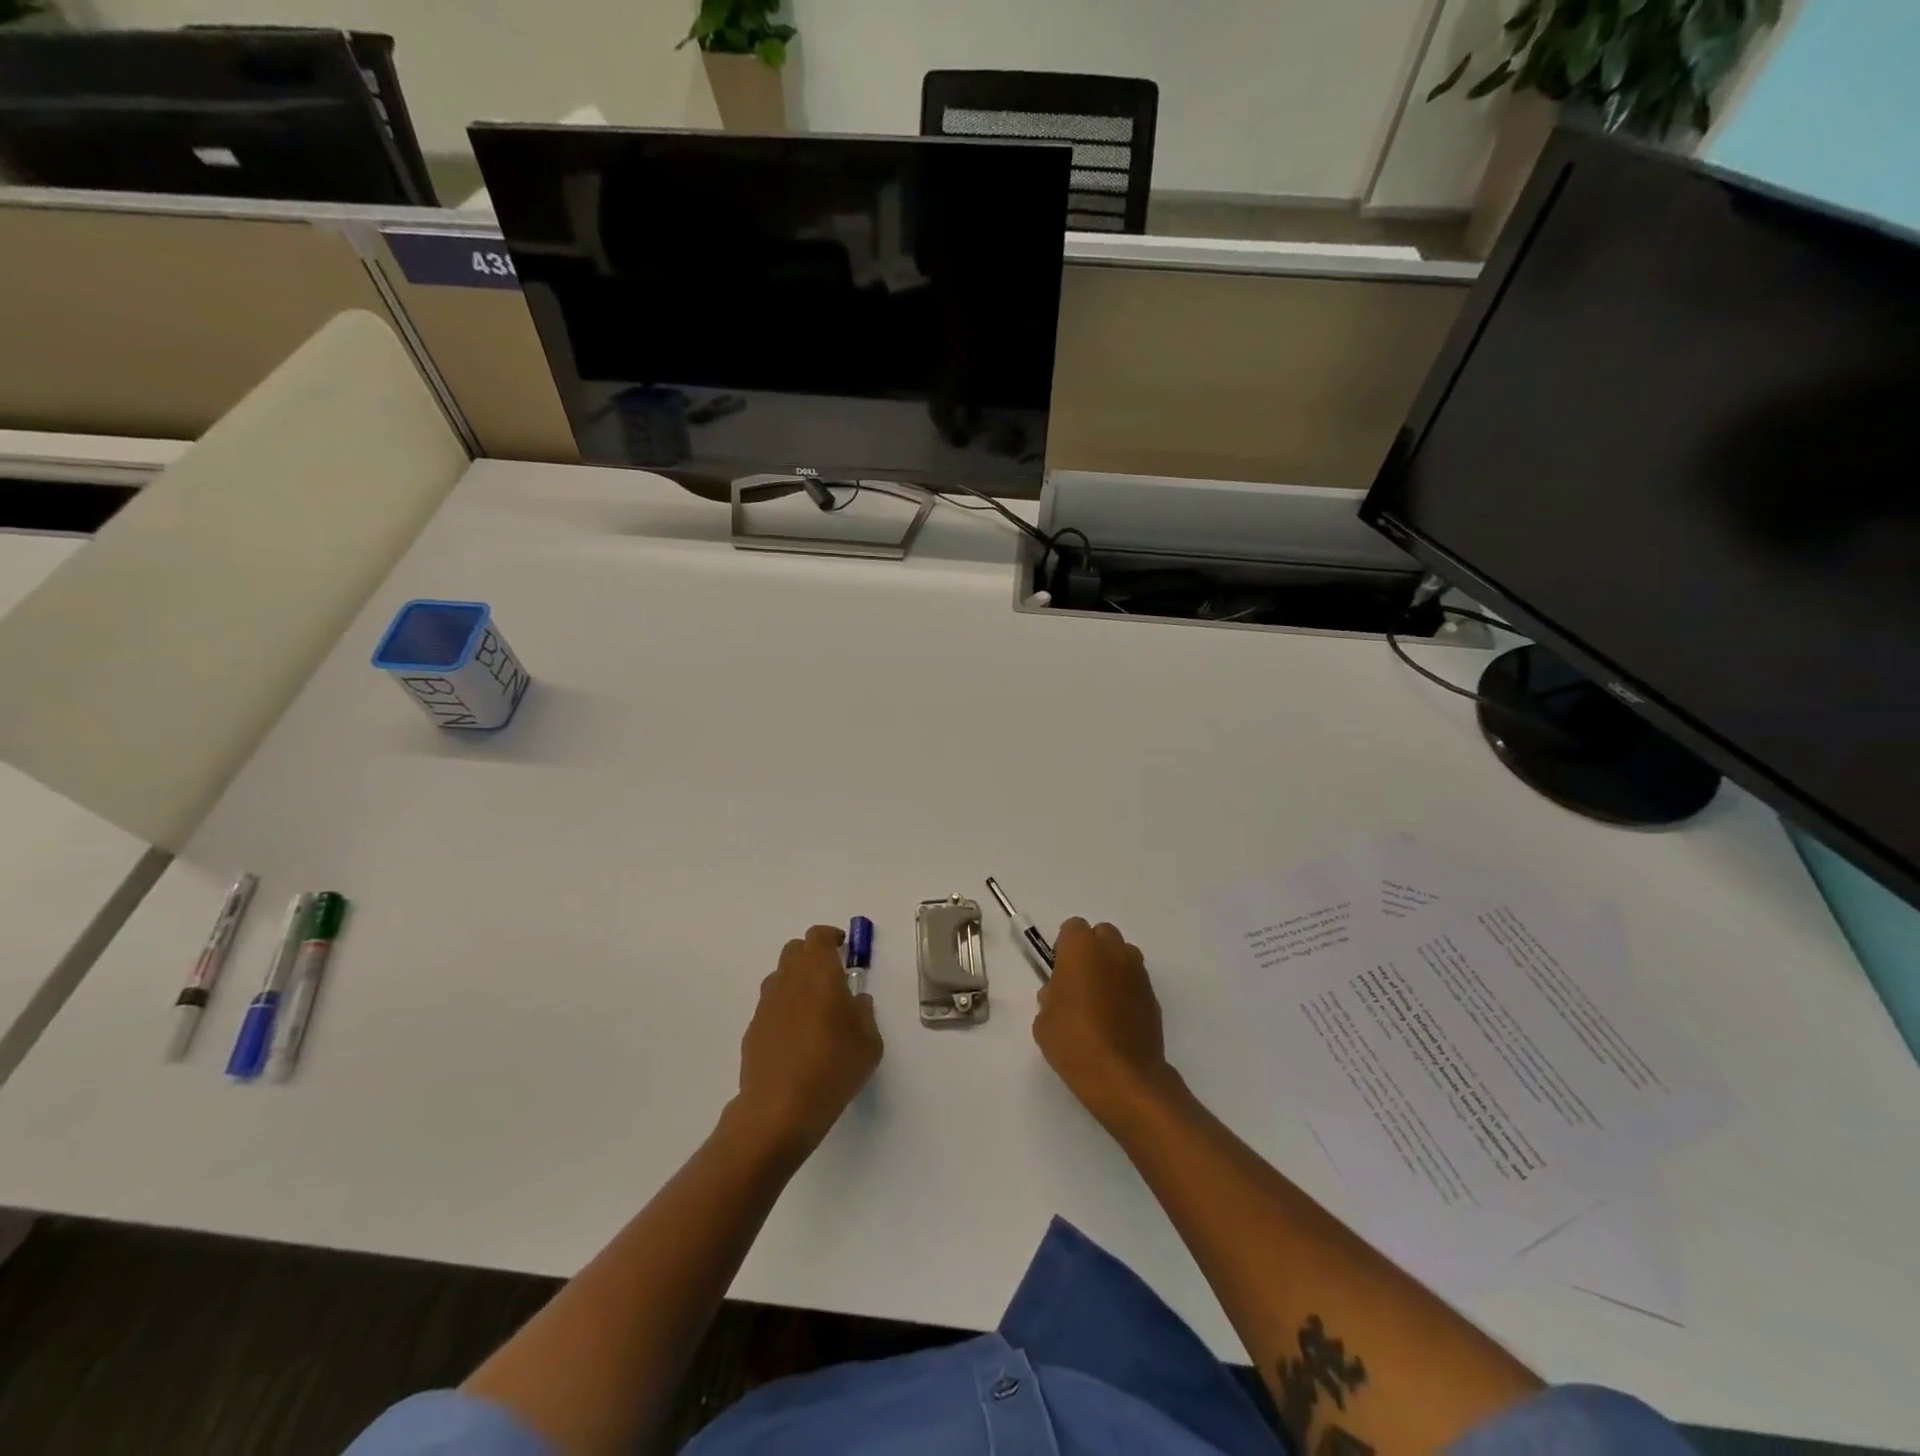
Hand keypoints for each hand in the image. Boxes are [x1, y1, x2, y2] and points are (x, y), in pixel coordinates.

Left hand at [734, 925, 882, 1157]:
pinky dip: (784, 1009)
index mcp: (819, 973)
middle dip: (812, 955)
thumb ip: (865, 1013)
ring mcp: (766, 1005)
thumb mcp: (869, 1043)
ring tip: (814, 1008)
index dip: (831, 937)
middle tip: (831, 976)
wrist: (779, 1110)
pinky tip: (796, 1038)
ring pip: (780, 977)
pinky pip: (771, 1006)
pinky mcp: (753, 1030)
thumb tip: (856, 1001)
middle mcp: (789, 981)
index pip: (818, 936)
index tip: (843, 947)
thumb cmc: (833, 1068)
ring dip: (796, 981)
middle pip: (795, 950)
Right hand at [1033, 919, 1175, 1127]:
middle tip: (1079, 981)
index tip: (1059, 970)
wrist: (1123, 1077)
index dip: (1064, 946)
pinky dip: (1126, 990)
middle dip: (1091, 950)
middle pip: (1102, 934)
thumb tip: (1059, 993)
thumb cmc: (1074, 1042)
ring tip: (1100, 999)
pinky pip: (1135, 980)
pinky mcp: (1153, 996)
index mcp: (1081, 949)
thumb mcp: (1044, 1021)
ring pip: (1123, 954)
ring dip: (1112, 966)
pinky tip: (1116, 1018)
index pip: (1073, 928)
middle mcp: (1113, 952)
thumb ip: (1050, 997)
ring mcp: (1138, 973)